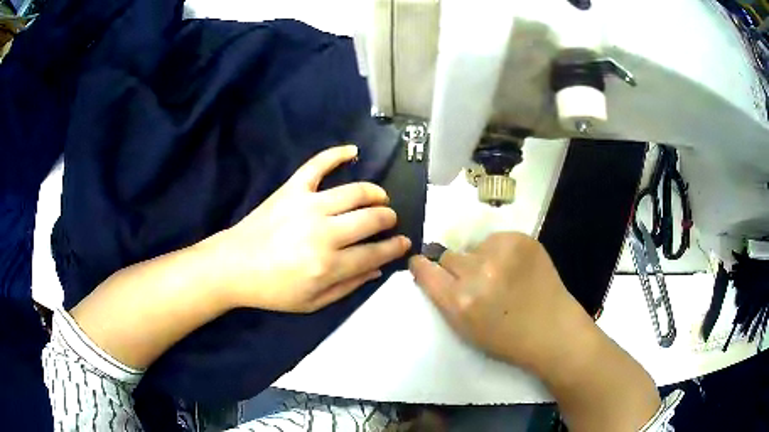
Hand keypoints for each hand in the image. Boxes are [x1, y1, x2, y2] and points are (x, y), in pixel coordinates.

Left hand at [202, 145, 410, 312]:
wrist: (233, 267)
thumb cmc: (272, 290)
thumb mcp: (312, 303)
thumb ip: (348, 286)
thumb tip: (378, 269)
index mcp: (329, 265)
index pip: (375, 253)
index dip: (394, 248)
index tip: (404, 243)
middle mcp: (324, 233)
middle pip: (371, 219)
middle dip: (388, 219)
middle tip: (389, 220)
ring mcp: (307, 206)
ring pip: (355, 192)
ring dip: (374, 193)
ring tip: (379, 197)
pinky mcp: (292, 189)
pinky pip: (317, 165)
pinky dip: (336, 154)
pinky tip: (353, 150)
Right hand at [409, 232, 597, 374]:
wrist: (552, 329)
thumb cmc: (506, 339)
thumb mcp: (465, 329)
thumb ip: (445, 298)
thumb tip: (431, 270)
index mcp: (459, 301)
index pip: (425, 269)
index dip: (422, 266)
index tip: (423, 264)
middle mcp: (477, 273)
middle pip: (448, 256)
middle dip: (456, 268)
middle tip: (475, 280)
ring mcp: (501, 252)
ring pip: (473, 247)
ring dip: (480, 258)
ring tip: (501, 274)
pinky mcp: (520, 239)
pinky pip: (496, 239)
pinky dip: (501, 251)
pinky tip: (516, 267)